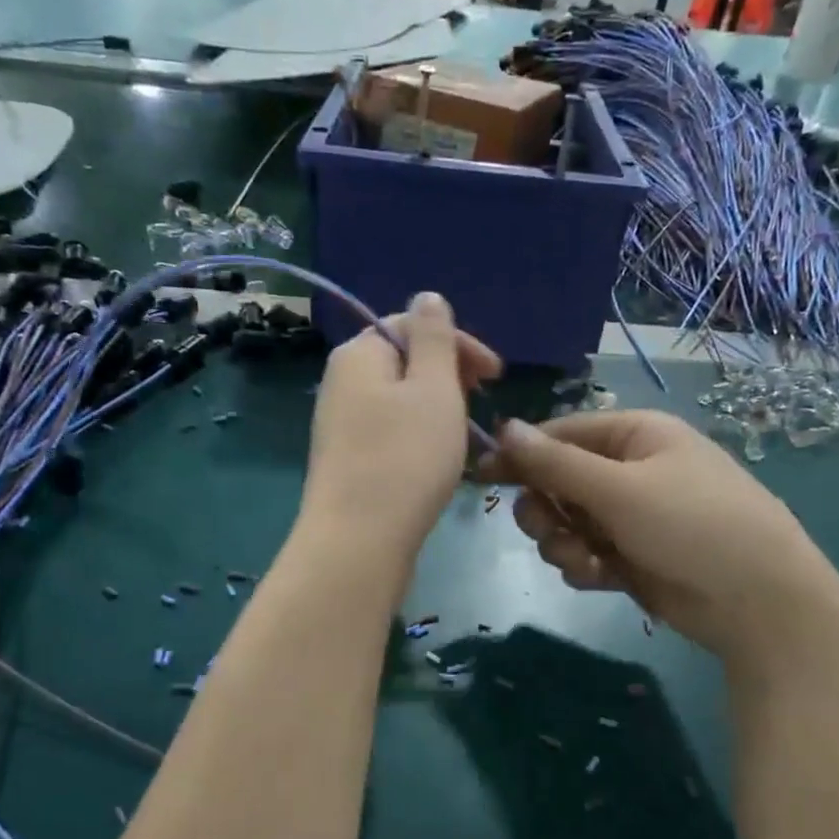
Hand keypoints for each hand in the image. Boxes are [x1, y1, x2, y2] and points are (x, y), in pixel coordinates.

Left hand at [300, 293, 500, 557]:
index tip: (497, 376)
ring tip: (465, 436)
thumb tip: (427, 297)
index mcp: (359, 354)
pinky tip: (438, 461)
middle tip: (482, 404)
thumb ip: (434, 338)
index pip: (412, 325)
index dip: (459, 344)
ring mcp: (340, 425)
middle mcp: (341, 383)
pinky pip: (390, 432)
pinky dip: (419, 436)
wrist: (359, 542)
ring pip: (399, 400)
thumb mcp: (433, 388)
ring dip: (438, 409)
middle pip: (404, 362)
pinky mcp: (347, 461)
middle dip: (449, 376)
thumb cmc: (405, 458)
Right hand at [480, 411, 838, 664]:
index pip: (559, 435)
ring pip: (566, 522)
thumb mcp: (620, 489)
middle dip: (545, 509)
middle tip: (546, 529)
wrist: (758, 601)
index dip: (520, 455)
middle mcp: (630, 470)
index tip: (482, 477)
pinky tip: (600, 578)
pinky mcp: (631, 556)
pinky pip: (585, 552)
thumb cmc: (692, 525)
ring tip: (585, 561)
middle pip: (557, 481)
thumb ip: (556, 464)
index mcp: (634, 435)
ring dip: (563, 543)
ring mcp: (631, 516)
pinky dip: (584, 565)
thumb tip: (503, 428)